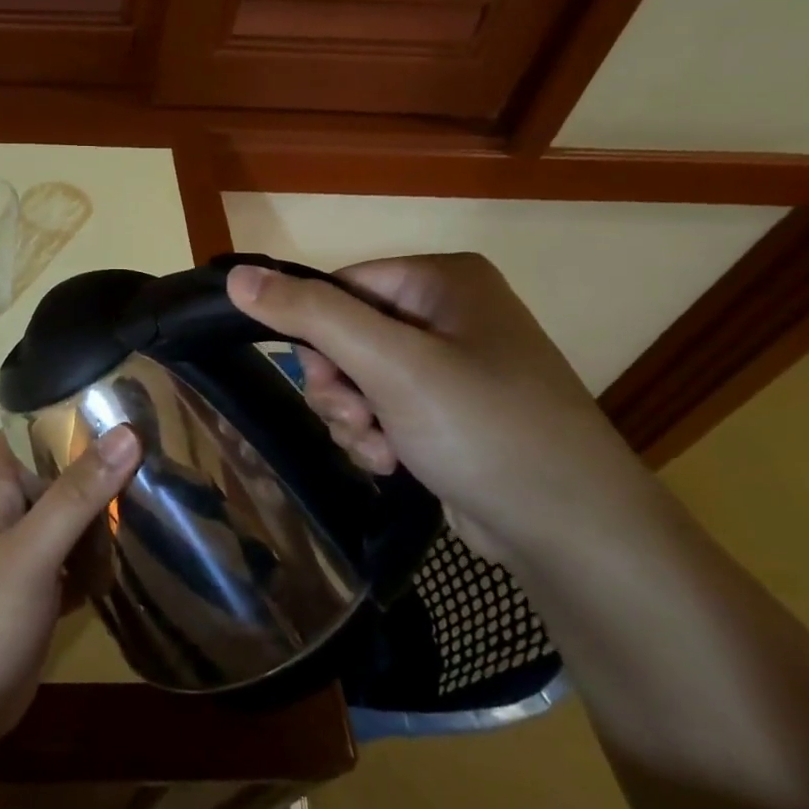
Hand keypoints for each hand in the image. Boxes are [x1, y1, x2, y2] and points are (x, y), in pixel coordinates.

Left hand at [0, 427, 140, 744]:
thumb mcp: (32, 549)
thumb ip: (76, 493)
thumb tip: (127, 433)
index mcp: (1, 489)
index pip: (30, 429)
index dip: (66, 409)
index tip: (120, 396)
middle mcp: (16, 512)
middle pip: (61, 471)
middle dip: (103, 458)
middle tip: (162, 440)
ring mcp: (33, 553)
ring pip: (76, 515)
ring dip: (111, 505)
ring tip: (167, 483)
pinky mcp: (49, 591)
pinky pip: (85, 559)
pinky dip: (110, 554)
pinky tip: (149, 547)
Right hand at [226, 254, 660, 566]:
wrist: (571, 531)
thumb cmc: (483, 428)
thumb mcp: (390, 365)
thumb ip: (311, 316)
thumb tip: (237, 277)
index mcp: (441, 280)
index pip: (339, 287)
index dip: (318, 335)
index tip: (328, 381)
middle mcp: (447, 312)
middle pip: (343, 335)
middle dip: (339, 386)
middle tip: (361, 417)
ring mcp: (450, 364)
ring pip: (355, 377)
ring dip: (352, 416)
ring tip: (381, 447)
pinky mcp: (447, 411)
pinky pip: (381, 407)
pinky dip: (375, 435)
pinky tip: (394, 461)